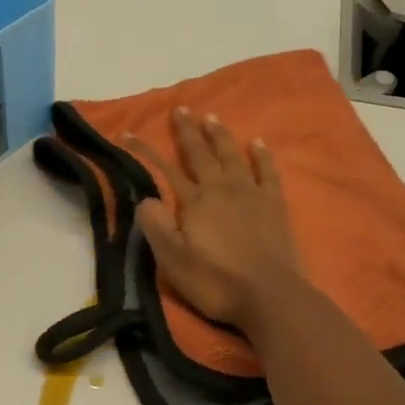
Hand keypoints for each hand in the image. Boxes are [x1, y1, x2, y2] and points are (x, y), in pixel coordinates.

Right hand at [129, 107, 303, 331]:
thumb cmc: (215, 281)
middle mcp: (221, 189)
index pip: (165, 169)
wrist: (269, 295)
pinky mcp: (274, 205)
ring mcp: (251, 194)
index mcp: (194, 202)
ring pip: (232, 156)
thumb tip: (146, 198)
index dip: (146, 150)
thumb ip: (156, 226)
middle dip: (188, 131)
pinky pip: (267, 172)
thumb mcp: (172, 260)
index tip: (130, 132)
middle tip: (181, 109)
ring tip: (211, 117)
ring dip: (220, 136)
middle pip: (201, 154)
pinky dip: (261, 155)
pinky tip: (257, 143)